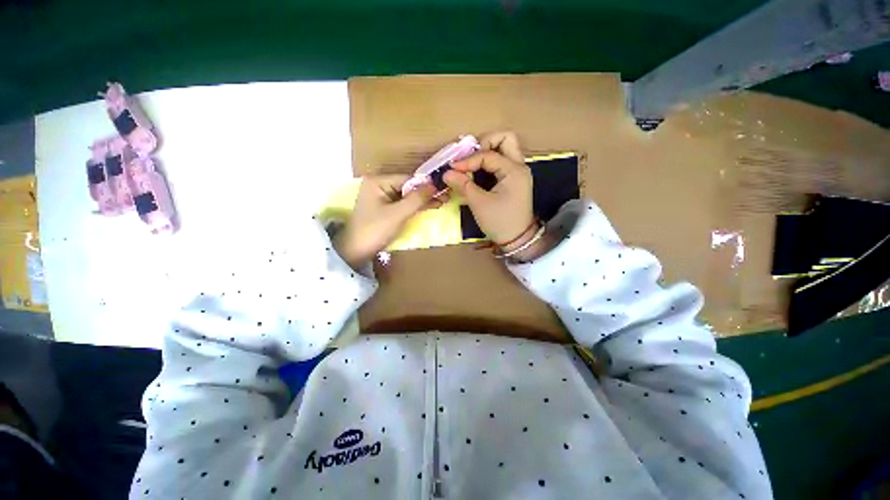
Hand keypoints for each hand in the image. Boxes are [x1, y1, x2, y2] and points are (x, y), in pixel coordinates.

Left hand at [335, 175, 442, 268]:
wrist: (356, 252)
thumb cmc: (375, 230)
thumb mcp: (397, 214)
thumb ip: (416, 199)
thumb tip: (435, 185)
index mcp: (377, 181)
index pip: (407, 179)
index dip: (426, 184)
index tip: (444, 188)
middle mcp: (379, 185)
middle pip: (408, 187)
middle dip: (426, 192)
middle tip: (446, 195)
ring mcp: (382, 198)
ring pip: (407, 196)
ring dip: (423, 200)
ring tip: (443, 200)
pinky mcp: (385, 209)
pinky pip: (404, 204)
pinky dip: (416, 206)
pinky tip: (431, 205)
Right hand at [443, 132, 534, 244]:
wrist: (517, 240)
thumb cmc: (500, 222)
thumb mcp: (479, 203)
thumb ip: (463, 185)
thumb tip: (446, 173)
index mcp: (514, 170)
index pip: (487, 155)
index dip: (467, 160)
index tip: (452, 168)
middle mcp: (519, 166)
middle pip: (505, 139)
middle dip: (484, 142)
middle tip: (469, 156)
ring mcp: (518, 173)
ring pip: (504, 149)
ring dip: (487, 151)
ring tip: (469, 163)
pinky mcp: (514, 181)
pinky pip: (502, 163)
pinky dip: (488, 163)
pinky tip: (476, 172)